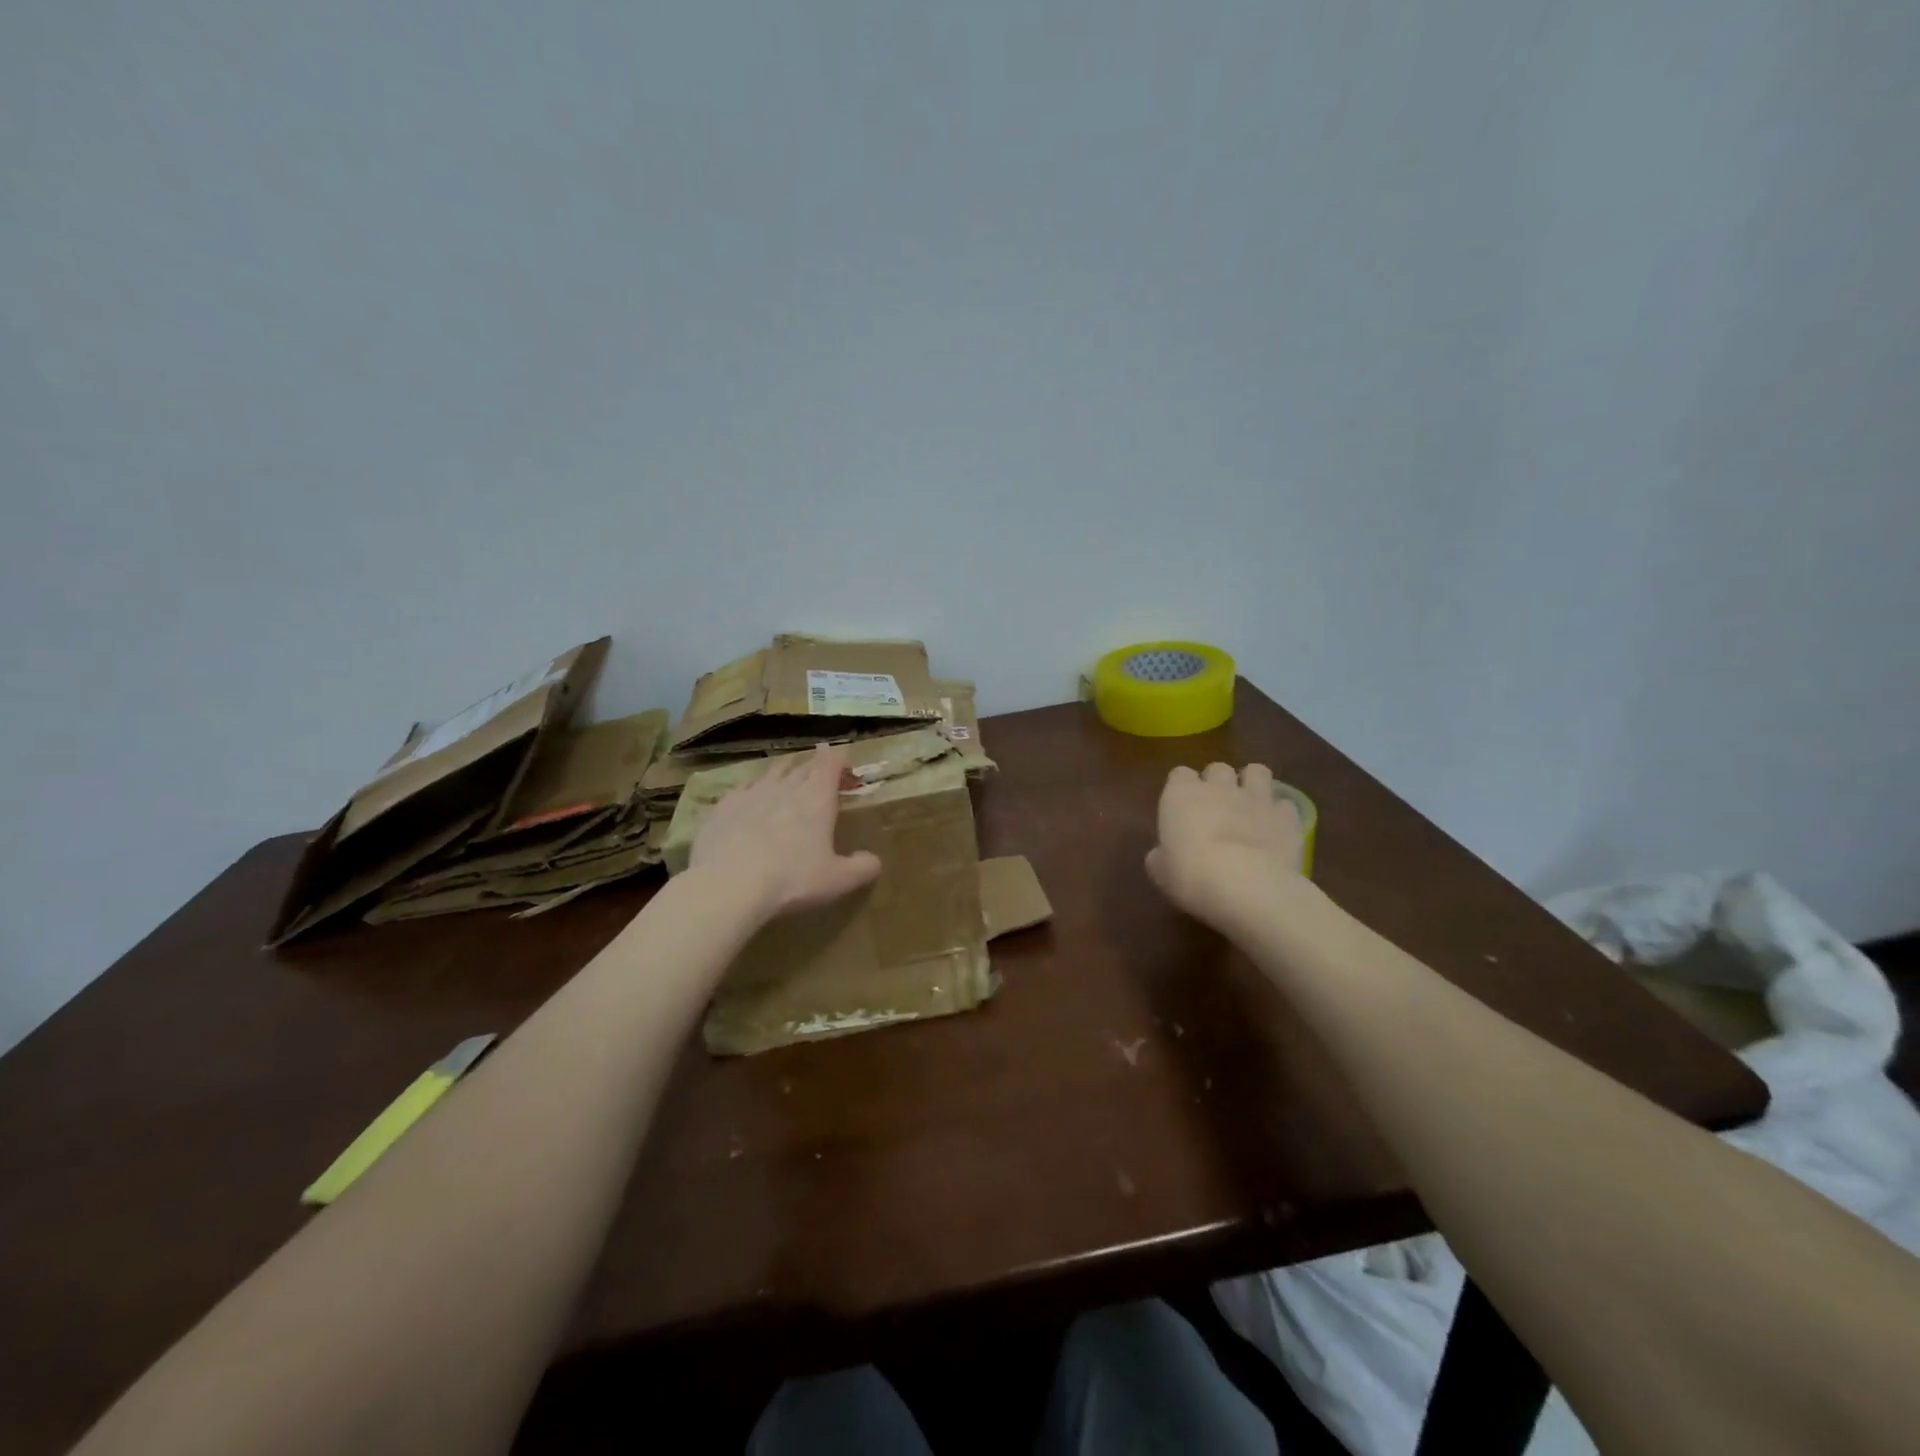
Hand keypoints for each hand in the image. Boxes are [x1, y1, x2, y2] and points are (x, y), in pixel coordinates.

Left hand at [689, 744, 881, 921]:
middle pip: (802, 766)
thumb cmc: (791, 880)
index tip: (844, 753)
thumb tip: (874, 861)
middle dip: (814, 764)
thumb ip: (861, 868)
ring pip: (771, 773)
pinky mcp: (722, 809)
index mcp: (816, 799)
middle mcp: (785, 788)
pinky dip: (751, 788)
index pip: (830, 764)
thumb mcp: (837, 880)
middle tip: (821, 766)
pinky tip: (748, 795)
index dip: (838, 756)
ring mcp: (750, 795)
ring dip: (783, 770)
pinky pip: (740, 789)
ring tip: (788, 772)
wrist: (727, 885)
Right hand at [1146, 762, 1303, 931]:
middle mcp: (1219, 787)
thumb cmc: (1191, 875)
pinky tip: (1275, 830)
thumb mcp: (1160, 872)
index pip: (1179, 774)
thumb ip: (1161, 855)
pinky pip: (1284, 804)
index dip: (1182, 788)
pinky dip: (1279, 813)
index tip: (1182, 807)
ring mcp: (1256, 798)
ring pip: (1257, 771)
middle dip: (1217, 782)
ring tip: (1250, 806)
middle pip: (1218, 768)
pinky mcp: (1287, 817)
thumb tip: (1162, 855)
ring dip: (1252, 784)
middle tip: (1216, 807)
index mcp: (1181, 794)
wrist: (1247, 886)